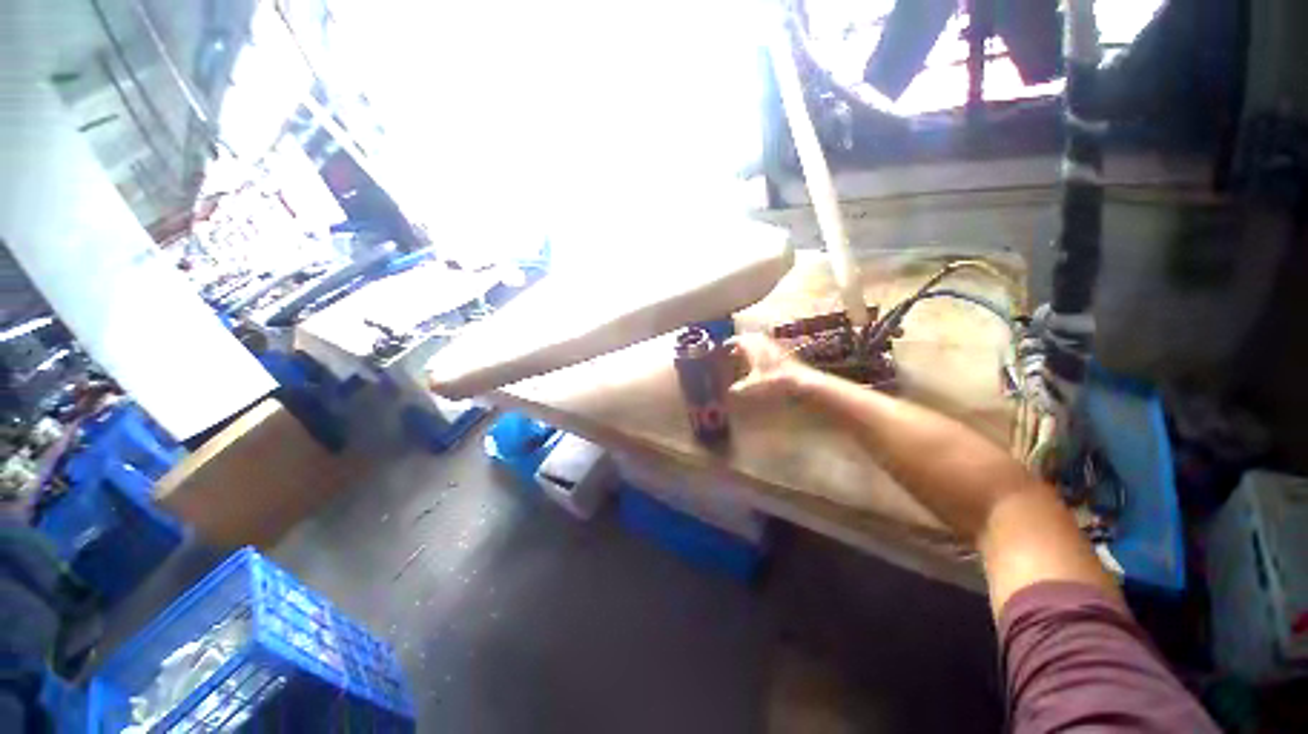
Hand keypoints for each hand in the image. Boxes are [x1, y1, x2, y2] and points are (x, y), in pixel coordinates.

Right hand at [727, 333, 810, 403]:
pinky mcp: (783, 351)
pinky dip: (762, 349)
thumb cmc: (772, 381)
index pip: (738, 340)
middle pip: (749, 336)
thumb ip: (740, 387)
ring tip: (747, 353)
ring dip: (752, 344)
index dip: (730, 342)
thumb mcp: (752, 386)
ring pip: (760, 340)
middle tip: (735, 348)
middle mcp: (763, 343)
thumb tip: (731, 390)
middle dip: (741, 341)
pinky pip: (769, 345)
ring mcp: (774, 346)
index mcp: (752, 348)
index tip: (724, 345)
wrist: (799, 379)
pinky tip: (762, 360)